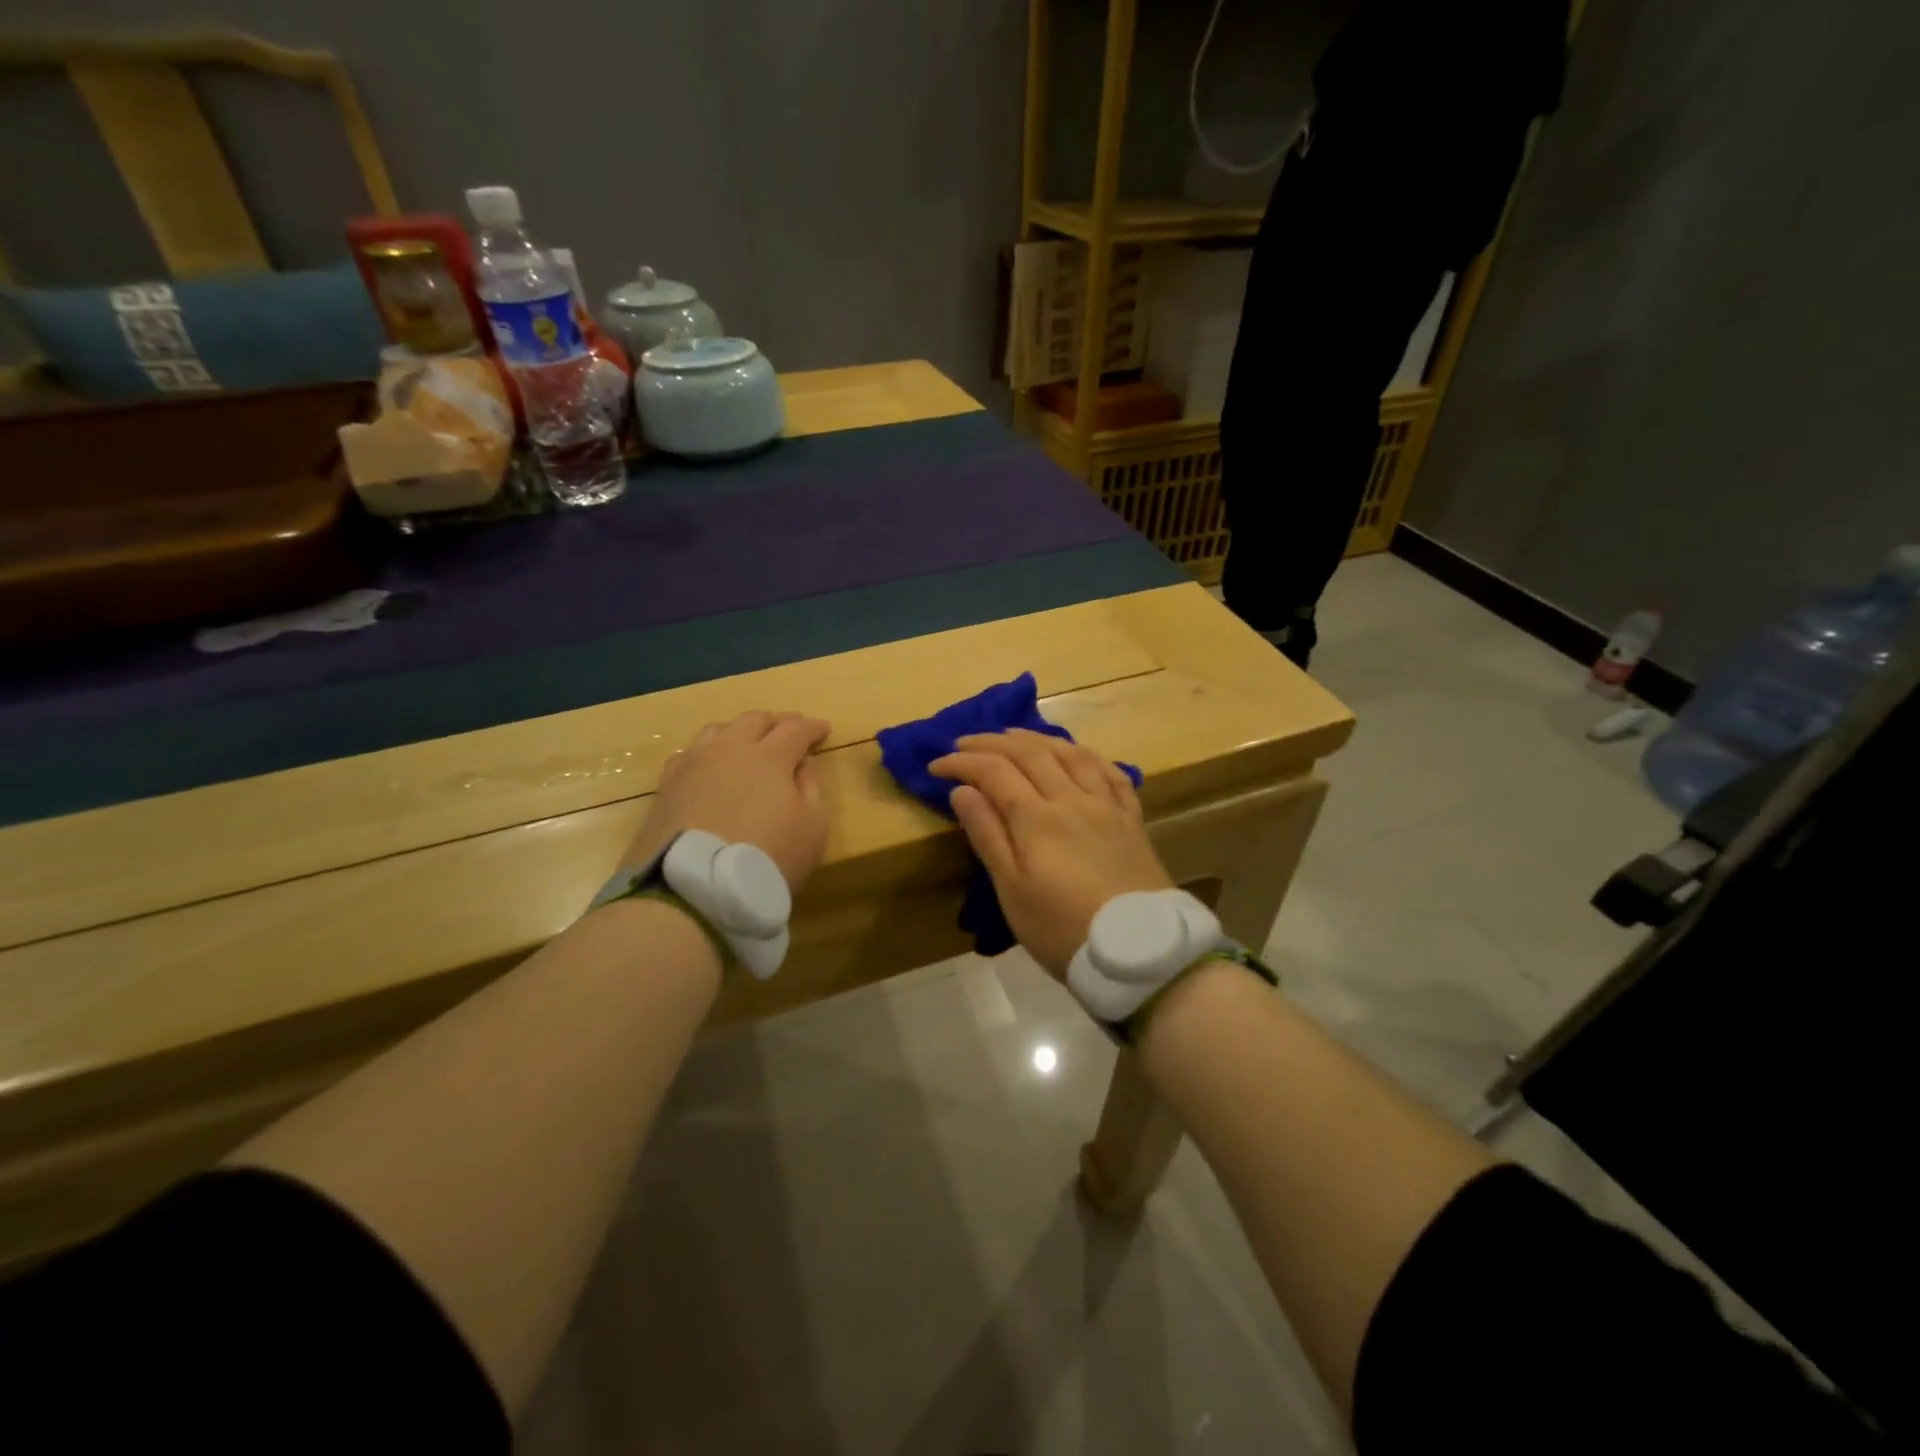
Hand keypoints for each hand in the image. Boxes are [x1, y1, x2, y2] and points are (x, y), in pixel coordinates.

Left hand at [624, 711, 831, 889]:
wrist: (694, 887)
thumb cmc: (767, 857)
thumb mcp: (812, 828)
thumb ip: (811, 789)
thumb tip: (803, 763)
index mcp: (769, 756)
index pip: (795, 729)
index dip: (812, 727)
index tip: (824, 729)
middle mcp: (729, 749)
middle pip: (754, 720)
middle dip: (777, 721)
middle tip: (790, 730)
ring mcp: (693, 764)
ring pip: (718, 731)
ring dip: (739, 731)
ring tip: (748, 743)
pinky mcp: (667, 785)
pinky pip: (689, 754)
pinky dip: (708, 753)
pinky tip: (710, 766)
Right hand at [930, 729, 1170, 975]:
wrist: (1137, 953)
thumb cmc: (1062, 929)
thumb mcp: (1011, 890)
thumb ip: (987, 835)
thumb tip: (963, 790)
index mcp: (1037, 818)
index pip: (993, 772)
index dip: (962, 763)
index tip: (936, 766)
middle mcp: (1072, 799)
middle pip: (1029, 753)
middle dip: (992, 742)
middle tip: (965, 743)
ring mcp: (1106, 805)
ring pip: (1070, 753)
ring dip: (1037, 738)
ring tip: (1014, 734)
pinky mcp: (1131, 819)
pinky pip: (1111, 772)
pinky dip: (1087, 755)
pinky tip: (1077, 753)